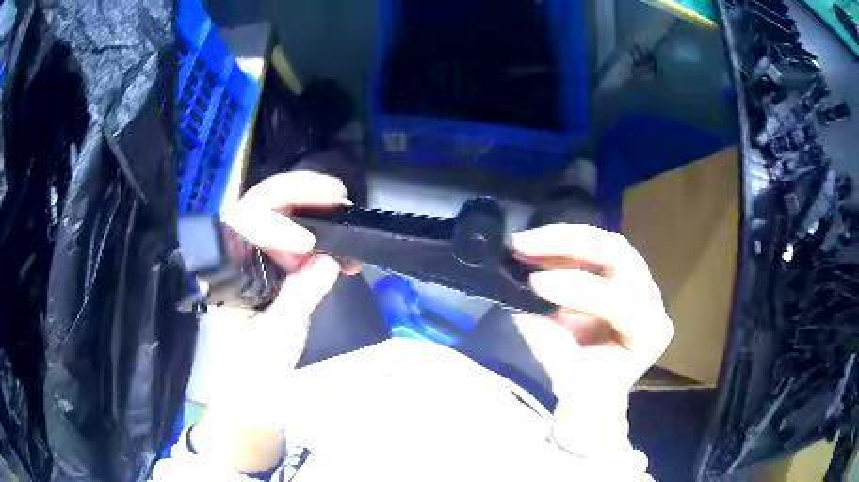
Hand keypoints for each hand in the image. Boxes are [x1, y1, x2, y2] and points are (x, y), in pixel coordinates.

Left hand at [191, 172, 350, 470]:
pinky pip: (293, 232)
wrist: (249, 387)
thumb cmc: (250, 368)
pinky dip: (319, 231)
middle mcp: (234, 251)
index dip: (274, 224)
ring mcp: (253, 253)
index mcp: (223, 269)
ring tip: (343, 212)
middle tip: (338, 195)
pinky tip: (340, 245)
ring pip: (277, 210)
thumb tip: (326, 263)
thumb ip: (295, 302)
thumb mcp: (273, 340)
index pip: (241, 226)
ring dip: (312, 206)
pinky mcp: (271, 261)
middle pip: (259, 202)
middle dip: (298, 192)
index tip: (310, 244)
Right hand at [510, 224, 672, 460]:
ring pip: (605, 244)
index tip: (535, 284)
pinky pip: (590, 250)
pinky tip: (533, 249)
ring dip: (561, 239)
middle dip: (571, 245)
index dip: (579, 289)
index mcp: (650, 331)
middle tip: (525, 245)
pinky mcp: (615, 276)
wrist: (594, 394)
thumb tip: (528, 318)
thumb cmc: (590, 397)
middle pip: (619, 256)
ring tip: (522, 243)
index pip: (621, 301)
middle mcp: (650, 299)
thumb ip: (557, 356)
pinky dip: (559, 246)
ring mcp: (635, 283)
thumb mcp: (573, 388)